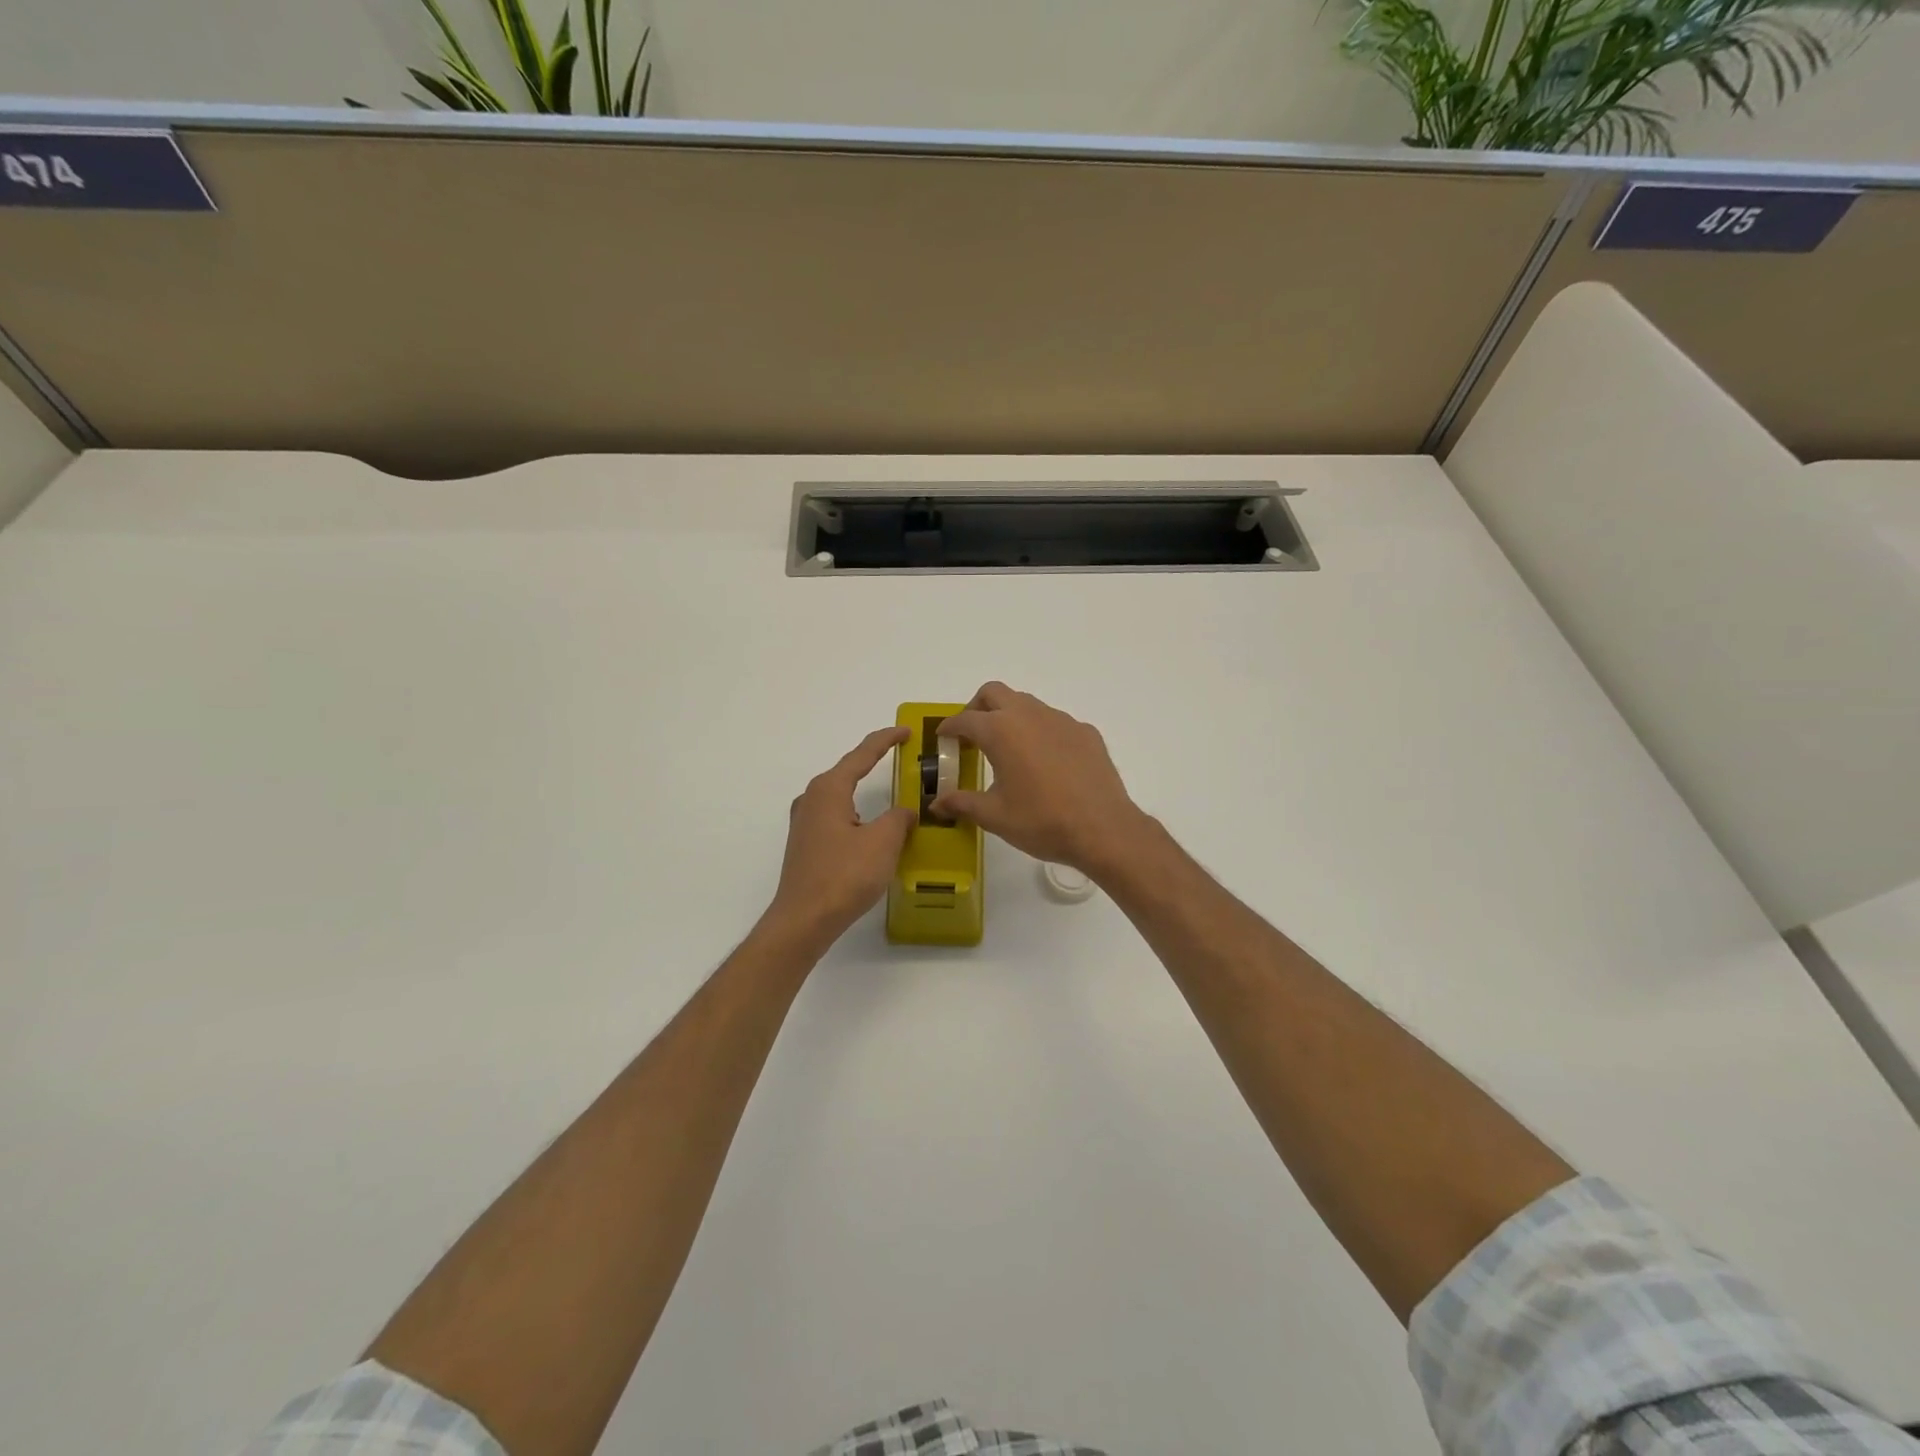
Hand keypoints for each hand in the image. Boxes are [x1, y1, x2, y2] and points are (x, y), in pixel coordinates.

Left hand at [765, 727, 915, 948]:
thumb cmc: (844, 875)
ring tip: (890, 795)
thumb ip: (899, 818)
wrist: (803, 920)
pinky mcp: (805, 845)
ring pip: (841, 797)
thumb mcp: (883, 842)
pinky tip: (869, 830)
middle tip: (900, 757)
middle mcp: (812, 799)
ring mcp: (805, 823)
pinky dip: (856, 815)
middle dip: (873, 763)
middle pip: (848, 772)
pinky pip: (836, 817)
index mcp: (829, 790)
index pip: (862, 754)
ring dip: (864, 793)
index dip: (886, 740)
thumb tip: (904, 812)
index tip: (906, 731)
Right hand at [931, 683, 1150, 876]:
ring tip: (1008, 748)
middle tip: (972, 735)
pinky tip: (1045, 762)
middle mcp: (1029, 715)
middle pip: (994, 693)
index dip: (950, 727)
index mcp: (1001, 731)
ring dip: (1010, 716)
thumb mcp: (995, 816)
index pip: (965, 719)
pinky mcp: (1086, 732)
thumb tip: (936, 805)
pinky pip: (1055, 722)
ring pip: (1027, 703)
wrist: (1103, 829)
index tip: (943, 737)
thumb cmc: (1041, 821)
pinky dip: (1040, 732)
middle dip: (977, 707)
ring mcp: (1061, 720)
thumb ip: (962, 804)